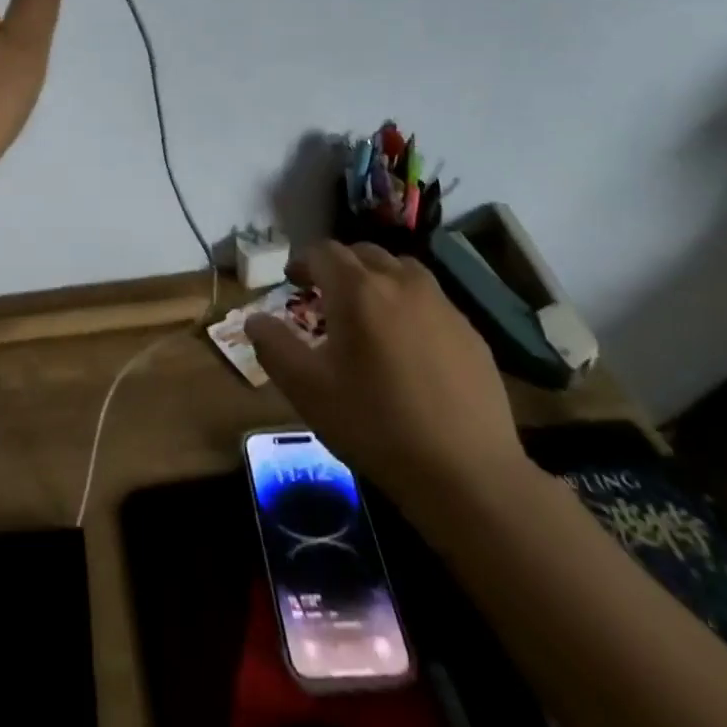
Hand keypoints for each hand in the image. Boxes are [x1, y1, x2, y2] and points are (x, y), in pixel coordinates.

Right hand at [245, 242, 527, 520]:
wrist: (468, 474)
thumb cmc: (375, 424)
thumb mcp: (306, 388)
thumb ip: (272, 346)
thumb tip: (255, 320)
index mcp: (358, 290)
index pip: (324, 252)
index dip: (303, 262)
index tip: (293, 282)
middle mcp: (402, 284)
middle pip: (365, 253)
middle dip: (340, 266)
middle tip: (325, 294)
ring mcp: (443, 307)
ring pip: (403, 271)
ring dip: (378, 279)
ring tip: (368, 312)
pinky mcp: (472, 334)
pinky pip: (432, 302)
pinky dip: (410, 306)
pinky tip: (408, 346)